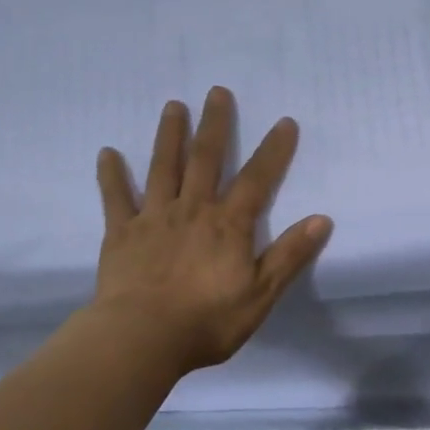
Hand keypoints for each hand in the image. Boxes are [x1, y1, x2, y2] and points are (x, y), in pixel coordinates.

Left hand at [93, 86, 332, 373]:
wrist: (142, 338)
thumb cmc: (207, 320)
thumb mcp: (260, 294)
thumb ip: (289, 255)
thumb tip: (322, 219)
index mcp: (228, 225)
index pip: (257, 179)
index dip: (273, 150)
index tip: (285, 121)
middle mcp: (192, 210)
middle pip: (205, 160)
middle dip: (215, 124)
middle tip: (217, 91)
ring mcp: (154, 218)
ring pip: (163, 168)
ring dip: (169, 135)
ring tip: (173, 106)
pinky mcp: (122, 234)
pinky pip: (116, 198)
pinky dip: (112, 175)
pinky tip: (107, 153)